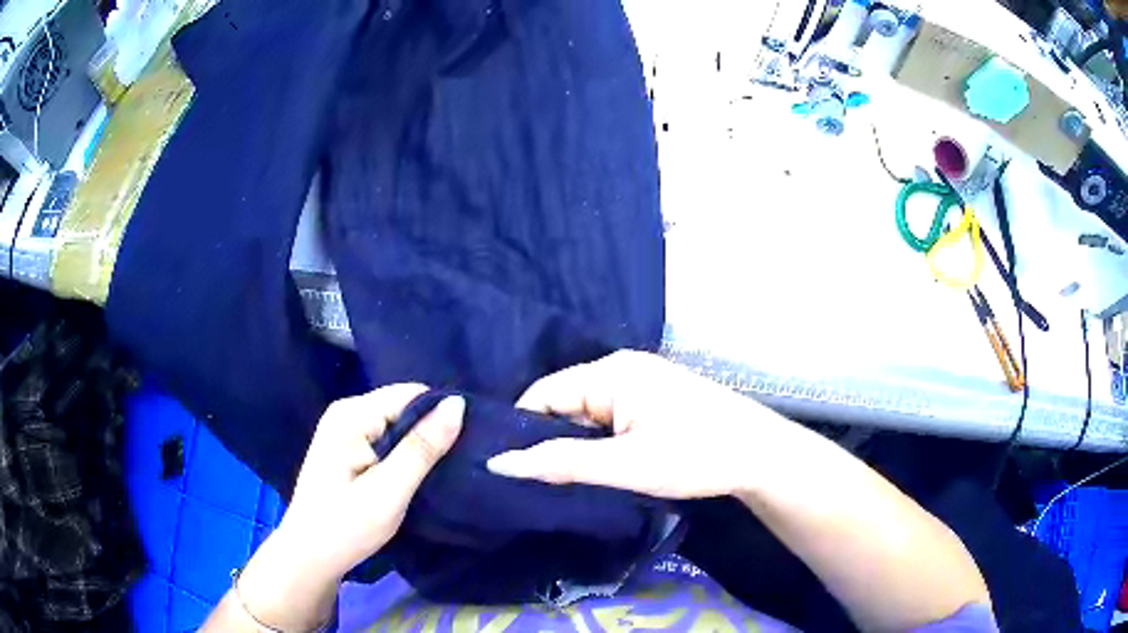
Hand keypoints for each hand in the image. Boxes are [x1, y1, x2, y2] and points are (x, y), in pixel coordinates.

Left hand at [237, 384, 463, 630]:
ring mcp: (344, 430)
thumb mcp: (389, 490)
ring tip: (441, 473)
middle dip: (431, 434)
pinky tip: (416, 477)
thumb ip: (422, 448)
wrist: (311, 556)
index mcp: (351, 414)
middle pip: (404, 409)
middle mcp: (346, 412)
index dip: (441, 417)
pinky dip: (405, 456)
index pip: (411, 396)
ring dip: (419, 448)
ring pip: (398, 426)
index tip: (466, 448)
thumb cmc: (347, 526)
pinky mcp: (348, 448)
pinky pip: (387, 440)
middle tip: (454, 467)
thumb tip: (458, 404)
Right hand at [488, 350, 787, 498]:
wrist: (760, 455)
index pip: (543, 394)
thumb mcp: (625, 465)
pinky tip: (592, 467)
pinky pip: (607, 417)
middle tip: (531, 481)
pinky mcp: (652, 400)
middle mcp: (621, 368)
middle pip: (563, 402)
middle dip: (548, 439)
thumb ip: (561, 464)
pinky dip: (596, 441)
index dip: (521, 429)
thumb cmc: (695, 455)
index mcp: (611, 372)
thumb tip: (499, 464)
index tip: (507, 469)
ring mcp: (640, 383)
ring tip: (556, 479)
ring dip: (573, 443)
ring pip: (585, 413)